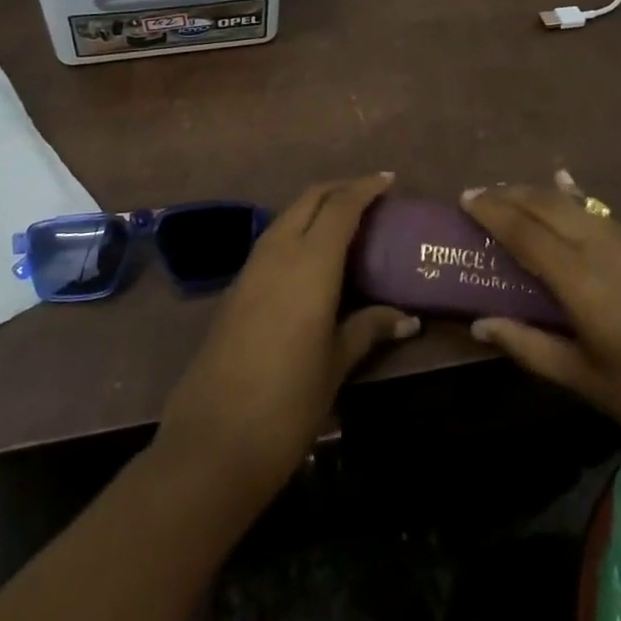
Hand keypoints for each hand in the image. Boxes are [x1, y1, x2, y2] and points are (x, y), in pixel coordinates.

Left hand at [155, 173, 417, 504]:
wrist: (213, 441)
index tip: (388, 179)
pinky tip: (312, 255)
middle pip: (310, 198)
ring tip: (345, 222)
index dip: (365, 187)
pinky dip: (298, 230)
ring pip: (288, 215)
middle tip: (370, 196)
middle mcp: (279, 250)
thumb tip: (407, 318)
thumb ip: (368, 328)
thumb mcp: (336, 362)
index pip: (341, 205)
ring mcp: (252, 266)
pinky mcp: (237, 286)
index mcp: (310, 261)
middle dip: (340, 189)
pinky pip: (274, 239)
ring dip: (316, 207)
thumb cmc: (288, 401)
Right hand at [461, 179, 620, 493]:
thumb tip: (479, 323)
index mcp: (585, 283)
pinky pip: (605, 215)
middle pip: (549, 204)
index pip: (525, 231)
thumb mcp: (589, 383)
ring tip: (515, 197)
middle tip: (482, 193)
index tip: (465, 196)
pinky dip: (576, 203)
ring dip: (541, 195)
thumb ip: (530, 347)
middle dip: (512, 193)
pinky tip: (571, 197)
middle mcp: (607, 250)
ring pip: (578, 205)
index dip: (492, 210)